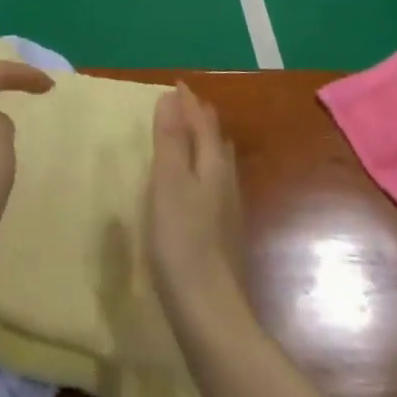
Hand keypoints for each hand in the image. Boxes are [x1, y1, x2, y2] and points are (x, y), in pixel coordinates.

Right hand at [146, 83, 248, 328]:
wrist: (210, 312)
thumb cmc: (183, 242)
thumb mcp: (168, 184)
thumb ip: (169, 141)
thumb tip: (172, 97)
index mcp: (212, 167)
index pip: (203, 123)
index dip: (189, 103)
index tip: (176, 84)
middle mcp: (226, 183)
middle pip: (216, 141)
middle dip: (200, 120)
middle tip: (183, 106)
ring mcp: (228, 212)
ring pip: (218, 165)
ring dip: (203, 145)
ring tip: (187, 138)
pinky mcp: (222, 236)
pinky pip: (214, 186)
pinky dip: (202, 171)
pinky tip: (194, 188)